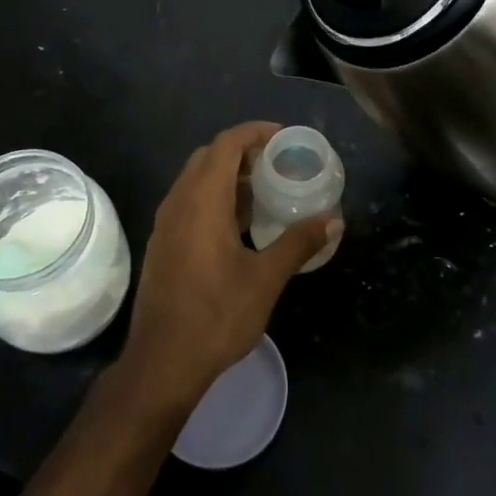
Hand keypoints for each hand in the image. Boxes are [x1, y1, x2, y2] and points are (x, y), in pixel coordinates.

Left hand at [118, 122, 338, 410]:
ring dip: (228, 176)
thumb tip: (334, 218)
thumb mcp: (266, 279)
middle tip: (278, 164)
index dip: (255, 132)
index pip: (226, 144)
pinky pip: (189, 202)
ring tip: (265, 192)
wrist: (162, 363)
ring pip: (196, 180)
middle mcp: (178, 202)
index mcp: (202, 201)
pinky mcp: (162, 243)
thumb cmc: (216, 316)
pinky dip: (214, 198)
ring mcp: (165, 223)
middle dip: (243, 152)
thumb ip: (299, 243)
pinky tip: (239, 226)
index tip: (284, 138)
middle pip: (209, 157)